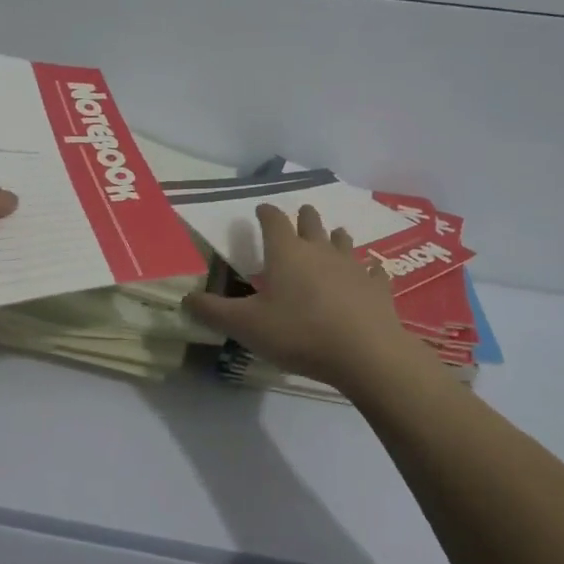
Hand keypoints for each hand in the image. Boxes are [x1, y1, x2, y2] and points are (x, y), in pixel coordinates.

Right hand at [184, 203, 419, 389]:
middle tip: (301, 215)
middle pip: (312, 223)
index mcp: (287, 253)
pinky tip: (370, 274)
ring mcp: (353, 267)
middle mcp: (320, 251)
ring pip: (343, 241)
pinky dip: (368, 271)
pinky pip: (373, 272)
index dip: (265, 213)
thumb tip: (186, 298)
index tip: (261, 210)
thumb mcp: (246, 326)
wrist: (365, 353)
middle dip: (304, 217)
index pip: (273, 221)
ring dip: (335, 238)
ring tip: (333, 237)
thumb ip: (214, 311)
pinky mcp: (377, 287)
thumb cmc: (299, 333)